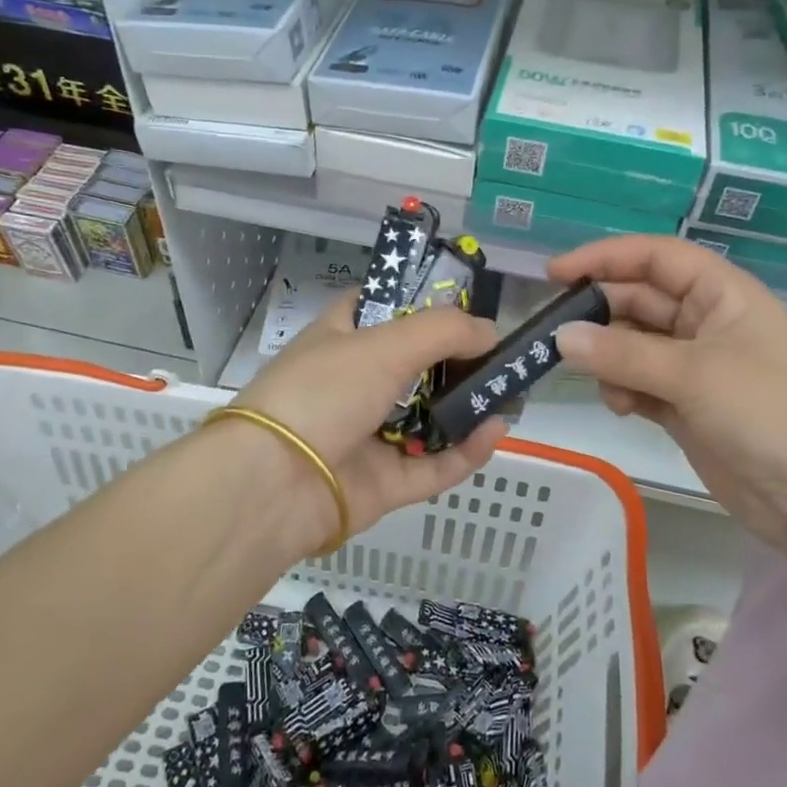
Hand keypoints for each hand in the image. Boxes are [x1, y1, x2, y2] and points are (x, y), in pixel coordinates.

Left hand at [232, 293, 508, 548]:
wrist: (274, 484)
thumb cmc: (323, 392)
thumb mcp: (384, 344)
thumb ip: (444, 330)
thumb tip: (490, 331)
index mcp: (343, 338)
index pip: (383, 307)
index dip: (422, 301)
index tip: (466, 305)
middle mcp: (356, 382)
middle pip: (416, 364)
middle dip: (460, 360)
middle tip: (503, 354)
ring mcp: (370, 434)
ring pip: (429, 417)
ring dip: (469, 406)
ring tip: (511, 392)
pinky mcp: (384, 483)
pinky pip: (434, 465)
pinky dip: (466, 451)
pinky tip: (495, 431)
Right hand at [549, 236, 786, 547]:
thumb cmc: (767, 413)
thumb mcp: (694, 374)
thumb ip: (622, 354)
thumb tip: (559, 337)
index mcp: (722, 293)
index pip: (655, 257)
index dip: (605, 257)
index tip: (554, 273)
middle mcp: (706, 321)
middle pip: (639, 300)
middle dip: (599, 316)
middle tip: (555, 336)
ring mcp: (695, 365)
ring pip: (633, 344)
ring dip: (609, 359)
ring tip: (601, 383)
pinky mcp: (685, 404)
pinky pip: (638, 381)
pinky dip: (623, 389)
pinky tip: (621, 408)